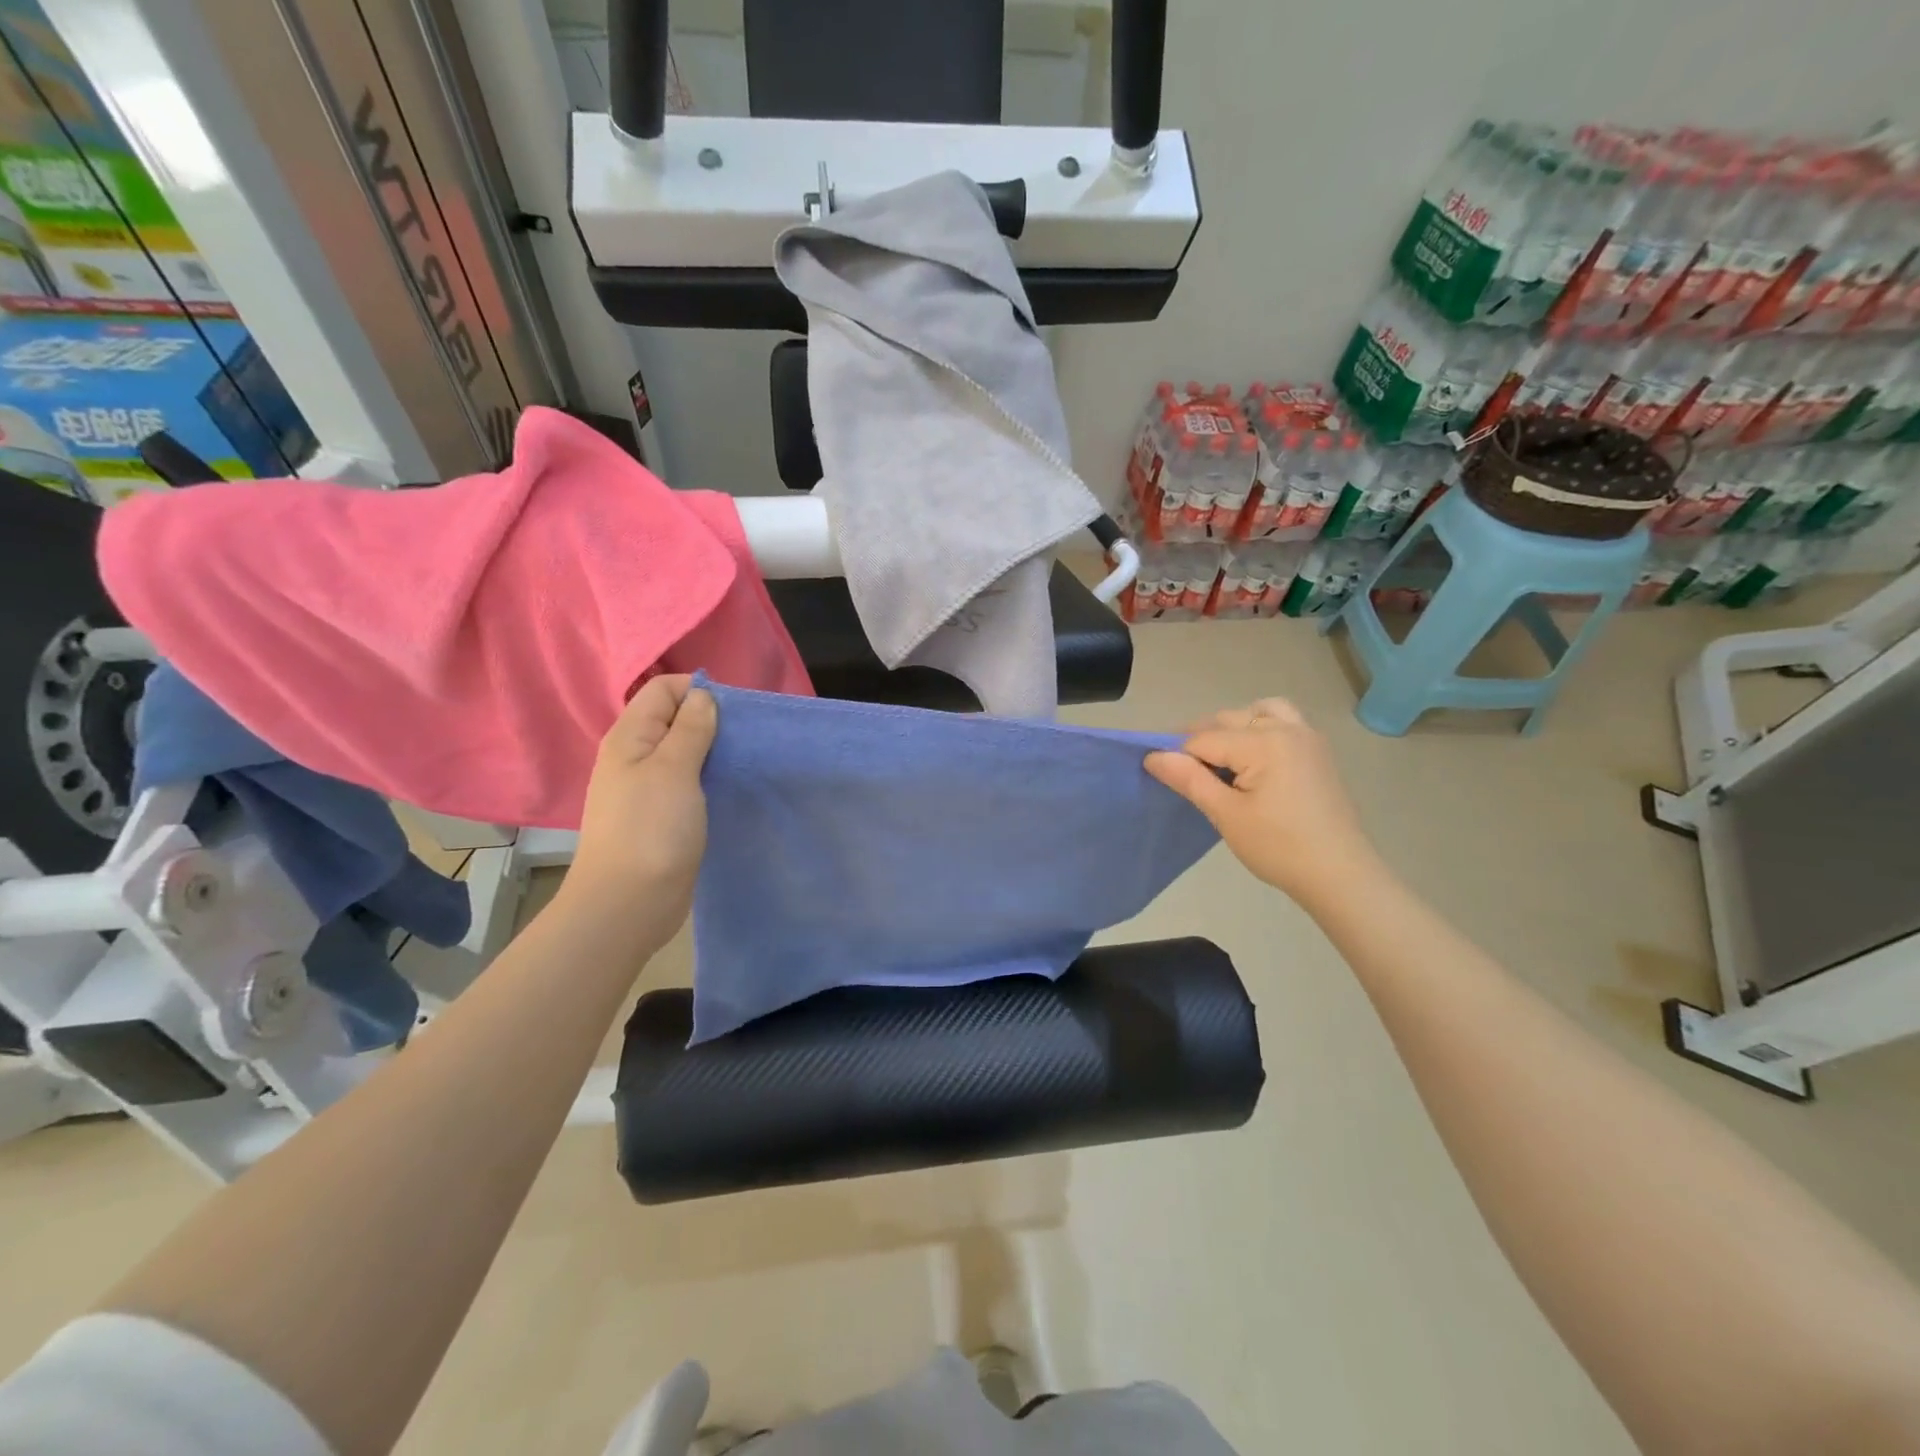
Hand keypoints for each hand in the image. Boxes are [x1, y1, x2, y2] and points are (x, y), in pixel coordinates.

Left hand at [560, 675, 717, 945]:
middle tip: (745, 739)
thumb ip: (690, 729)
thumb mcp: (674, 770)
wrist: (628, 904)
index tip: (734, 713)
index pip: (663, 689)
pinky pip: (688, 782)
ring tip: (743, 762)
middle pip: (674, 719)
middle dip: (711, 720)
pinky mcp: (662, 815)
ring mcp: (647, 788)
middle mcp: (635, 756)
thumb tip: (703, 697)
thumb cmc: (651, 830)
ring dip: (713, 751)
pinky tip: (729, 789)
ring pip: (684, 752)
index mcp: (630, 738)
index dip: (698, 691)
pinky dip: (709, 778)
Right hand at [1145, 698, 1382, 911]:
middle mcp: (1286, 728)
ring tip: (1222, 759)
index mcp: (1263, 742)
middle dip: (1202, 740)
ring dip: (1233, 727)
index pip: (1203, 739)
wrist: (1340, 875)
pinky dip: (1260, 728)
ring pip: (1258, 711)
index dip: (1178, 756)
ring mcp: (1307, 737)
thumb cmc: (1278, 847)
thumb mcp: (1226, 814)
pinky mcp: (1317, 751)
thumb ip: (1189, 779)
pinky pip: (1282, 721)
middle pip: (1228, 719)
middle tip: (1188, 775)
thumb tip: (1153, 756)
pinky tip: (1253, 761)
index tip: (1164, 777)